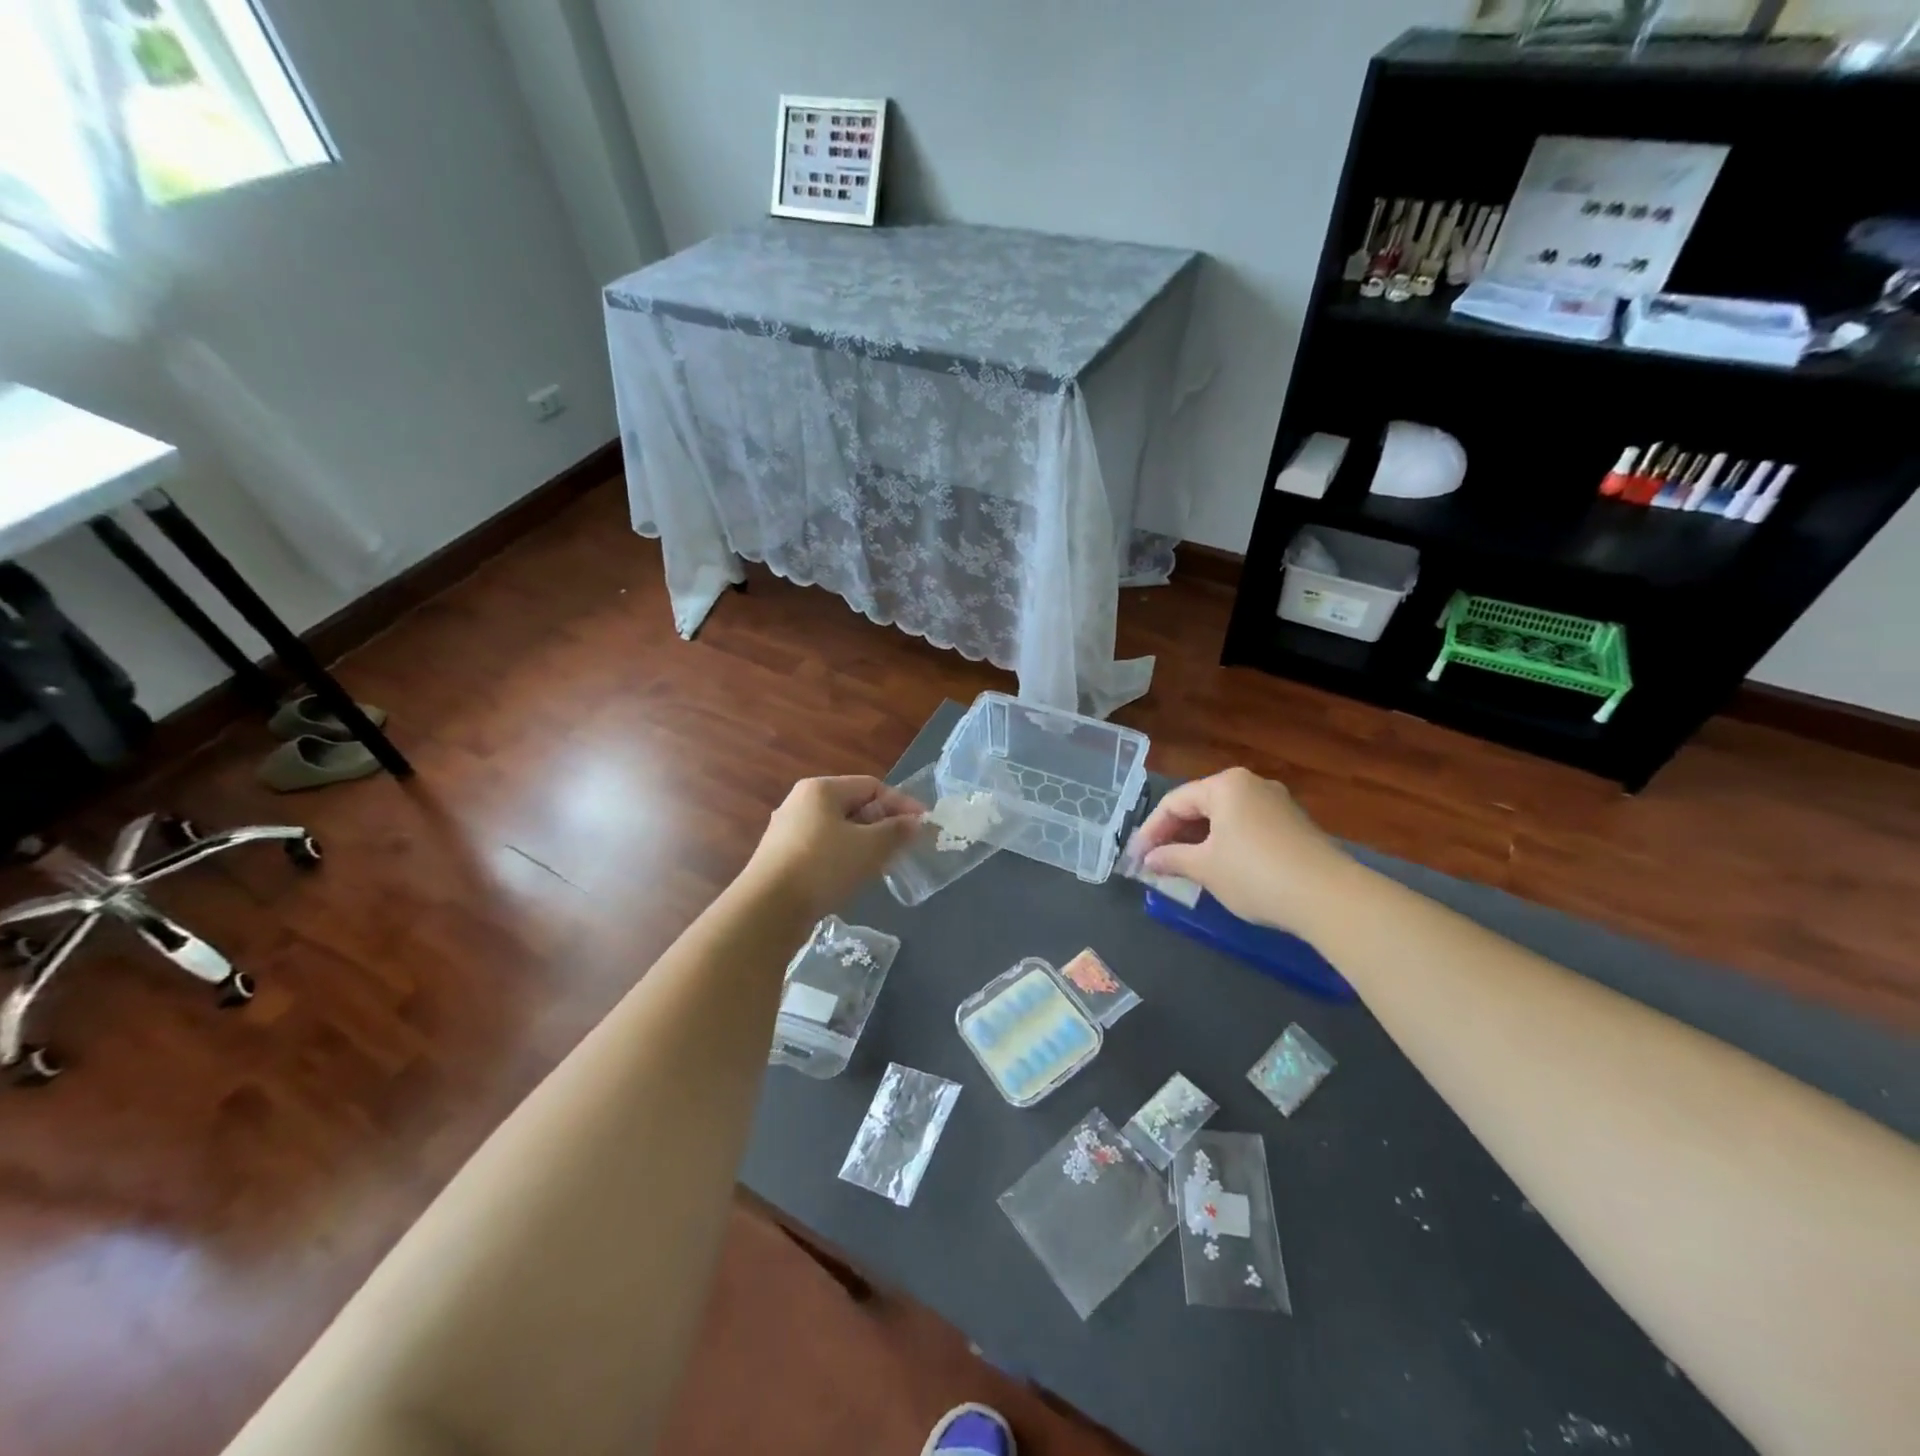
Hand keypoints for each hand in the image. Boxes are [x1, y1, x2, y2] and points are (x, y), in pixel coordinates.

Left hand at [741, 776, 922, 922]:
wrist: (768, 910)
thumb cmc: (823, 867)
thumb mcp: (869, 847)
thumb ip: (896, 831)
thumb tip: (914, 822)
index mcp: (821, 789)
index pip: (871, 786)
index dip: (901, 803)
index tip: (924, 824)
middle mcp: (800, 802)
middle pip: (853, 806)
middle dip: (883, 824)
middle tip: (905, 845)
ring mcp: (787, 830)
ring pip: (838, 829)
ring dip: (864, 843)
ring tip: (883, 863)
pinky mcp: (781, 857)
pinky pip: (823, 848)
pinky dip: (843, 857)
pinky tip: (853, 877)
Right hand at [1126, 767, 1352, 929]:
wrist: (1329, 897)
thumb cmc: (1254, 874)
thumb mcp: (1205, 868)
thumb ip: (1171, 858)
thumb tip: (1149, 859)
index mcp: (1225, 785)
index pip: (1174, 802)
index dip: (1151, 831)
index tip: (1136, 858)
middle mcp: (1251, 785)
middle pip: (1200, 806)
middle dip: (1175, 835)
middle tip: (1155, 863)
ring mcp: (1277, 804)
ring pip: (1225, 818)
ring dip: (1200, 841)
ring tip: (1182, 868)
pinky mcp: (1294, 826)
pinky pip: (1247, 828)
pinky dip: (1226, 844)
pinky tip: (1219, 868)